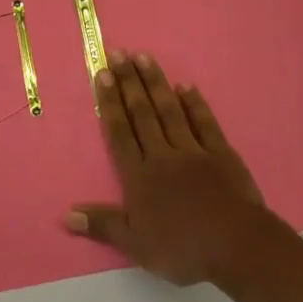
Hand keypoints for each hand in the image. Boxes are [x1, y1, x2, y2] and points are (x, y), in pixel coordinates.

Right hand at [65, 51, 275, 286]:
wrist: (236, 245)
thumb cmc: (182, 248)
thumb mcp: (136, 245)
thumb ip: (102, 224)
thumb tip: (66, 215)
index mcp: (140, 176)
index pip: (120, 132)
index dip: (110, 102)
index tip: (103, 74)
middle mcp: (162, 155)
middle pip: (142, 113)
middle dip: (129, 82)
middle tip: (118, 53)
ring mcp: (193, 151)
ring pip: (169, 110)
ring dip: (156, 83)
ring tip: (144, 56)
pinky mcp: (220, 153)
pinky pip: (204, 123)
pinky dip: (194, 104)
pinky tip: (185, 86)